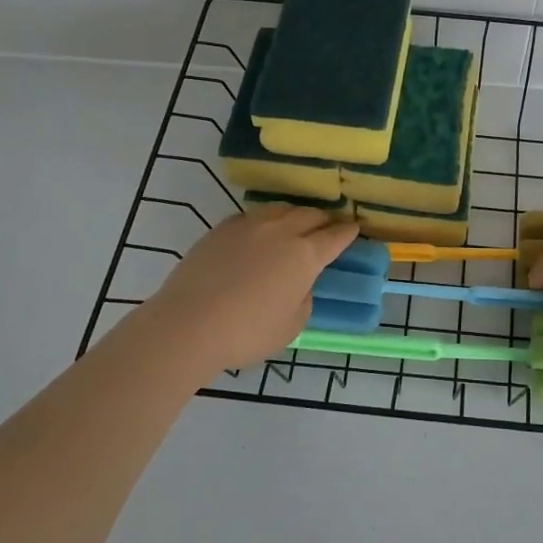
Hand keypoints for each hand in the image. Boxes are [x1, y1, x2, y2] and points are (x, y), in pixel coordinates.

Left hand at [139, 206, 358, 372]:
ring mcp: (249, 225)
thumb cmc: (247, 332)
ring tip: (295, 225)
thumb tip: (298, 284)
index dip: (347, 232)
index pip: (335, 237)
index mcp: (305, 255)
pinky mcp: (221, 229)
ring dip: (294, 215)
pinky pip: (252, 217)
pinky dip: (265, 221)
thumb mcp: (291, 326)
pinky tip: (260, 233)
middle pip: (310, 215)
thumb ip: (303, 299)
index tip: (354, 228)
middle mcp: (281, 231)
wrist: (187, 324)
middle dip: (323, 220)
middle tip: (326, 228)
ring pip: (281, 210)